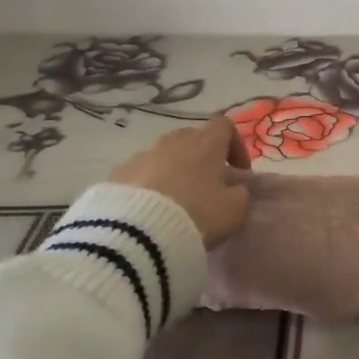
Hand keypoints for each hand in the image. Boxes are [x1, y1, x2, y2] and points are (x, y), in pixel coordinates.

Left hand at [110, 116, 252, 247]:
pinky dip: (148, 185)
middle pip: (192, 138)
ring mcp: (143, 155)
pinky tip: (149, 210)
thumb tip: (236, 189)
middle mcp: (173, 141)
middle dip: (202, 157)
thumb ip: (240, 194)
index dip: (235, 145)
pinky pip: (140, 173)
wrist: (138, 233)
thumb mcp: (233, 210)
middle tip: (207, 186)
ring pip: (164, 155)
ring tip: (176, 201)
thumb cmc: (197, 214)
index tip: (238, 171)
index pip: (224, 125)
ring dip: (174, 171)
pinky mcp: (118, 173)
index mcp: (205, 143)